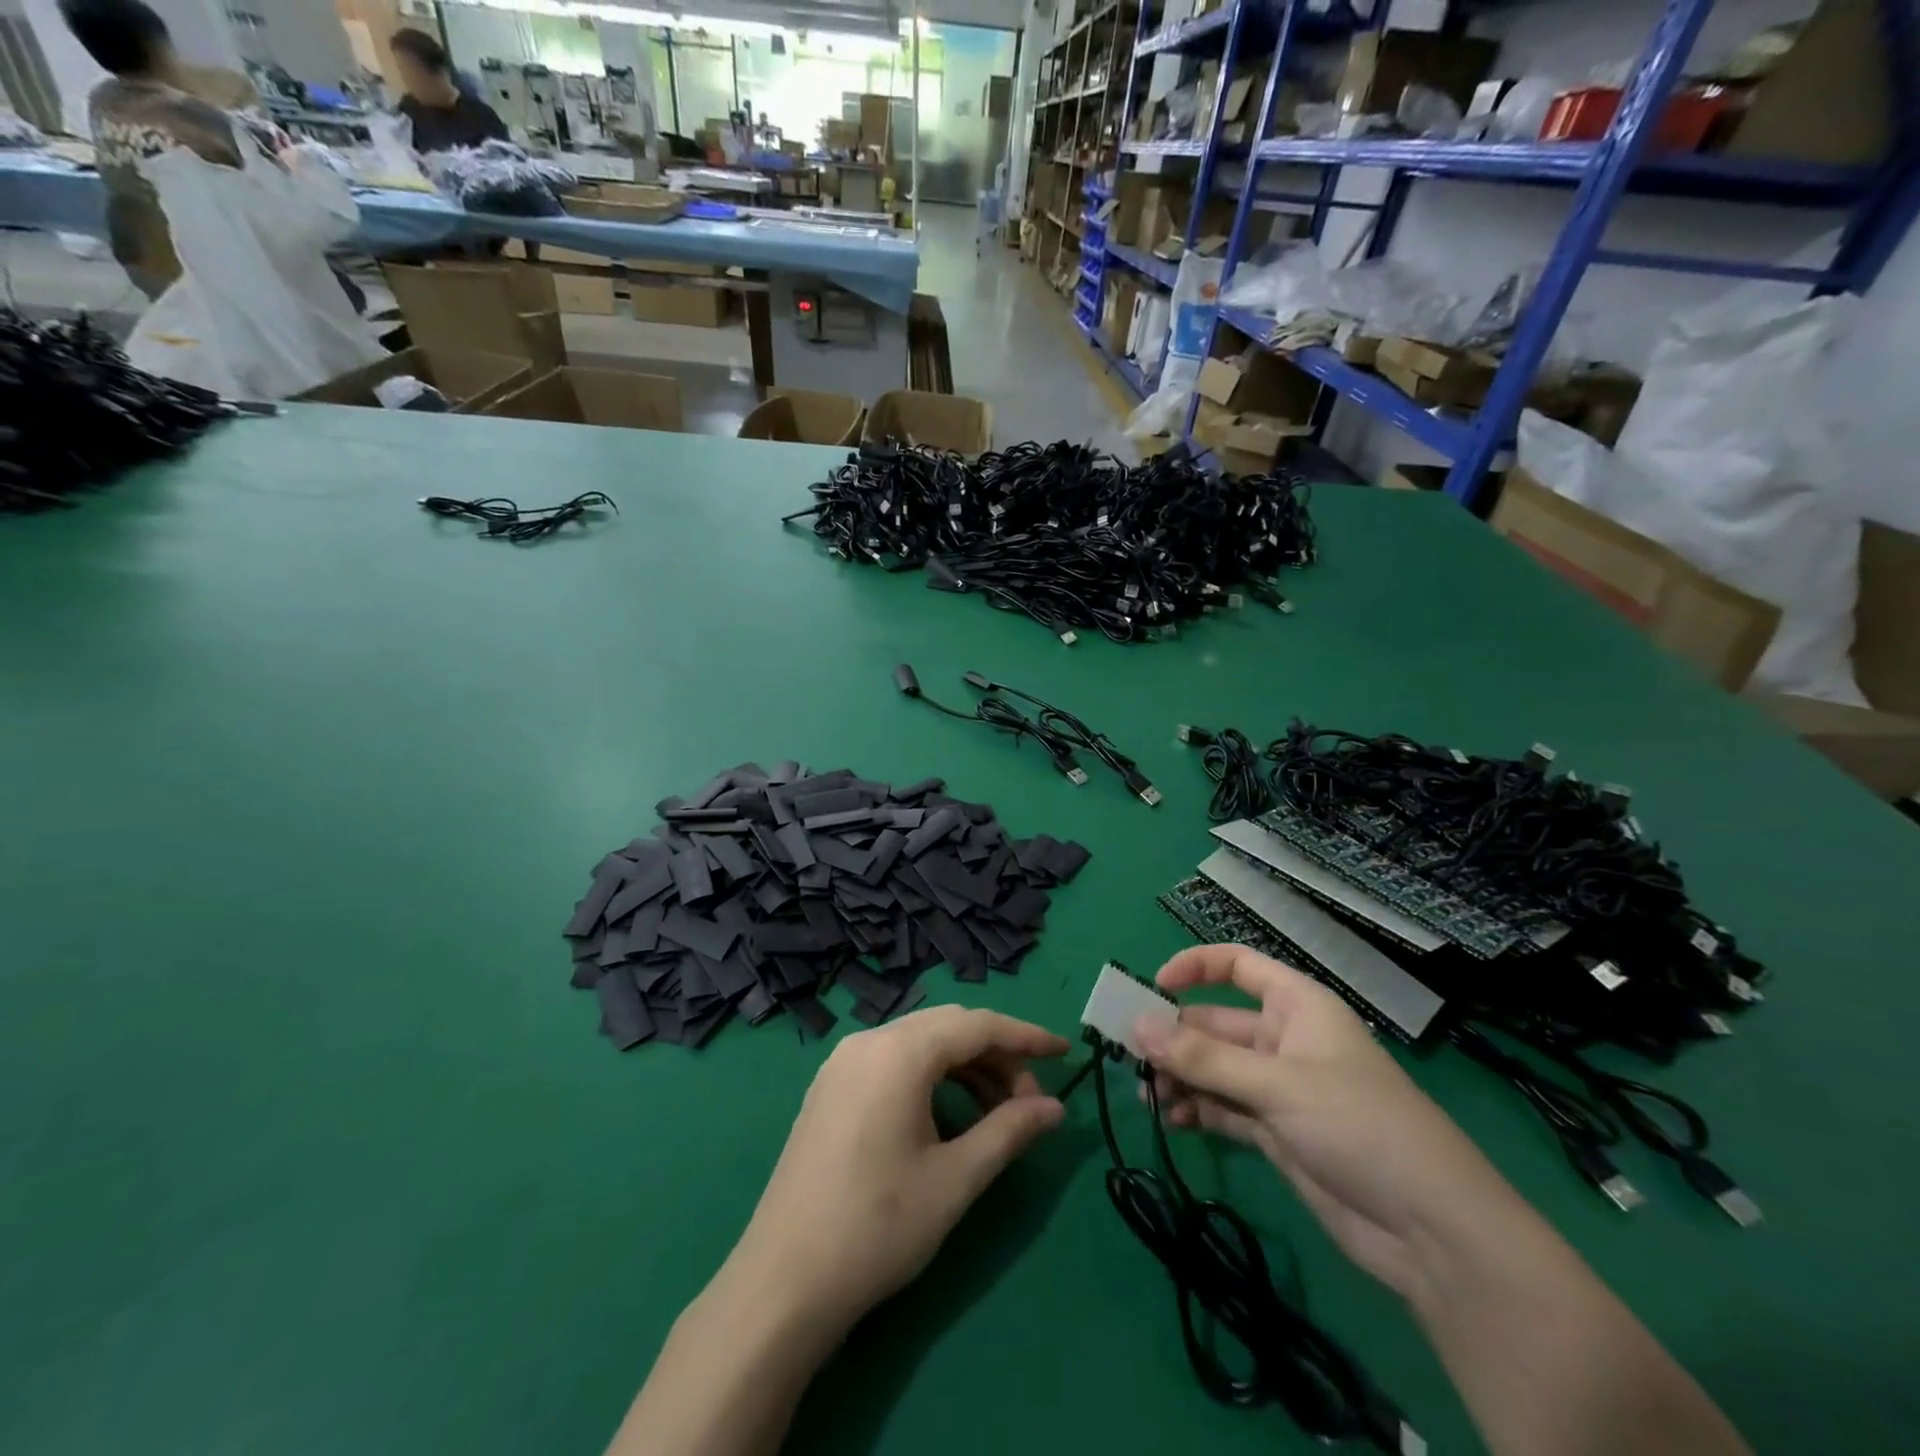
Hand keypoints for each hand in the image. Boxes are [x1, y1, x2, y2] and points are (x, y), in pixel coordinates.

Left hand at [724, 1005, 1068, 1336]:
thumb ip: (1009, 1132)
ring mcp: (843, 1064)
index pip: (976, 1026)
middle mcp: (868, 1041)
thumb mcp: (955, 1179)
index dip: (1026, 1036)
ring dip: (965, 1068)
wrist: (782, 1283)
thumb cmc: (877, 1226)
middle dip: (997, 1055)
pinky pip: (893, 1062)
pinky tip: (949, 1117)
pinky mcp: (830, 1089)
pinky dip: (931, 1078)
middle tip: (1032, 1100)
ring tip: (998, 1114)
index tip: (1065, 1053)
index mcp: (898, 1052)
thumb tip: (1055, 1109)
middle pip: (947, 1029)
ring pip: (919, 1044)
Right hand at [1137, 944, 1519, 1301]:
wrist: (1432, 1232)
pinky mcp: (1275, 1133)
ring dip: (1179, 1077)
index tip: (1152, 987)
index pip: (1238, 966)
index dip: (1195, 968)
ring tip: (1146, 1094)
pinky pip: (1222, 1108)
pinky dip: (1195, 1110)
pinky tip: (1170, 1119)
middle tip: (1128, 1055)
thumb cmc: (1358, 1126)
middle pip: (1215, 1024)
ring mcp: (1279, 1089)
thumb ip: (1203, 1057)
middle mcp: (1284, 1040)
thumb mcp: (1276, 1084)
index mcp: (1297, 1007)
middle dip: (1173, 1037)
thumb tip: (1136, 1025)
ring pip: (1214, 1069)